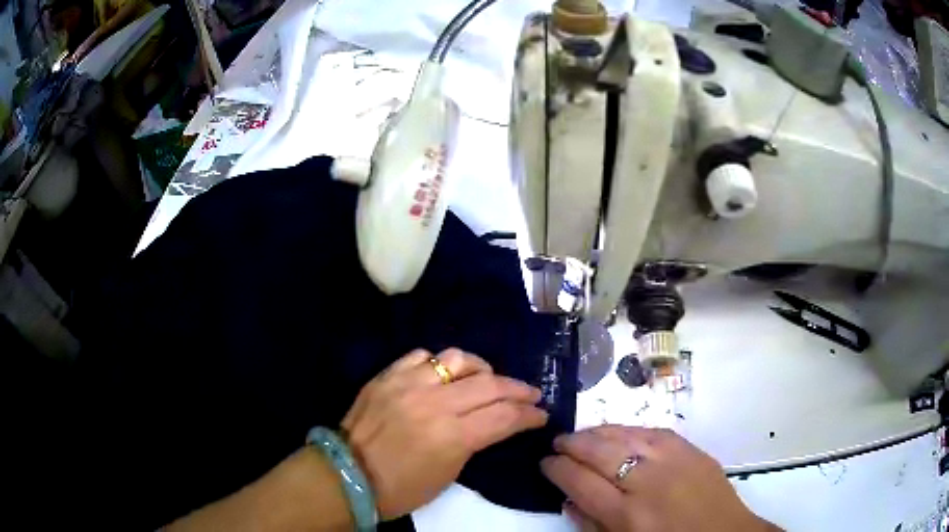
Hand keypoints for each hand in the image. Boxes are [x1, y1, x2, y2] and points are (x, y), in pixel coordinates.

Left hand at [341, 348, 548, 519]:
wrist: (349, 474)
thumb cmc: (402, 487)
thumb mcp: (449, 472)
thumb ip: (474, 441)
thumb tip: (493, 423)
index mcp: (453, 436)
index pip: (505, 416)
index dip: (529, 415)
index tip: (541, 415)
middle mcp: (435, 403)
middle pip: (490, 384)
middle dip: (518, 389)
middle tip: (531, 394)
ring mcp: (409, 384)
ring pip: (458, 359)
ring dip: (481, 368)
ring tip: (488, 378)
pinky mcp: (388, 375)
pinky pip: (421, 356)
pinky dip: (439, 363)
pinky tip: (444, 373)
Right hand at [541, 426, 779, 531]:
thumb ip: (591, 524)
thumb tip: (568, 498)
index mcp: (626, 514)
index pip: (579, 481)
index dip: (556, 468)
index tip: (545, 462)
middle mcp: (647, 482)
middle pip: (599, 452)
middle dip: (571, 444)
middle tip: (557, 442)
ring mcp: (673, 461)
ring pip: (625, 435)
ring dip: (597, 432)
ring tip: (582, 434)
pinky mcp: (692, 449)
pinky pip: (654, 431)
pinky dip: (630, 430)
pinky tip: (619, 432)